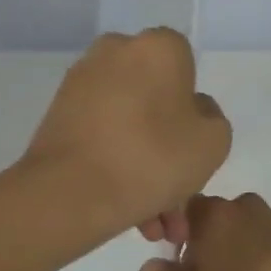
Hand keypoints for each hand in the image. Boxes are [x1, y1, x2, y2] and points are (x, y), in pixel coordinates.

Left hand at [20, 29, 231, 241]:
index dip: (193, 112)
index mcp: (159, 46)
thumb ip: (211, 118)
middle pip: (155, 102)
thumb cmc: (152, 158)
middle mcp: (116, 51)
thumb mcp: (213, 143)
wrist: (69, 192)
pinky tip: (128, 212)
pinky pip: (101, 137)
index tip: (193, 150)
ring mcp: (81, 83)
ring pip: (129, 126)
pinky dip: (116, 167)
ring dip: (144, 170)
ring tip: (151, 224)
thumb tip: (190, 110)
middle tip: (175, 204)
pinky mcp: (57, 114)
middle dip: (169, 153)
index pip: (188, 69)